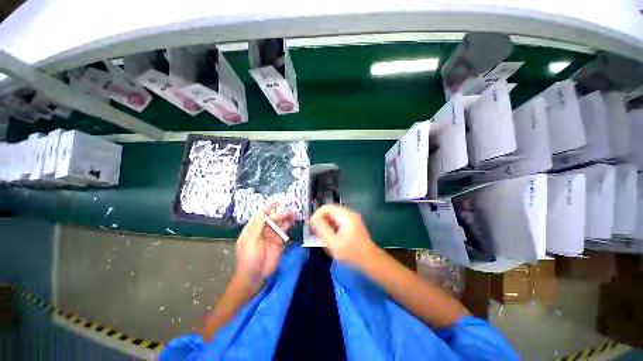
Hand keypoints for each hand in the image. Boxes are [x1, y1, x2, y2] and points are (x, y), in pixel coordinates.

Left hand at [234, 204, 294, 288]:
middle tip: (289, 211)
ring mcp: (271, 236)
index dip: (268, 208)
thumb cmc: (249, 258)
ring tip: (294, 213)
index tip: (276, 201)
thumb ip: (257, 226)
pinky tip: (292, 222)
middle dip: (280, 213)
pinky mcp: (278, 242)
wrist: (255, 276)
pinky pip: (283, 232)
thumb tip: (262, 212)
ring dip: (286, 218)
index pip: (260, 215)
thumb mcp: (251, 241)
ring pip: (279, 224)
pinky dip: (288, 226)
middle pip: (272, 218)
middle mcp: (262, 230)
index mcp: (252, 229)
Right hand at [310, 204, 376, 267]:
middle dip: (321, 219)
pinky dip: (332, 226)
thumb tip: (313, 219)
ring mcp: (352, 218)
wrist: (371, 261)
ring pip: (334, 216)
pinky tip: (331, 236)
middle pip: (331, 210)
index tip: (312, 225)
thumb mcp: (333, 243)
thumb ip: (322, 229)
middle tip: (316, 232)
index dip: (317, 214)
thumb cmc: (352, 253)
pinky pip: (339, 221)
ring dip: (326, 223)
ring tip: (322, 235)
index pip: (327, 207)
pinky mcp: (353, 224)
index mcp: (345, 216)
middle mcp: (349, 213)